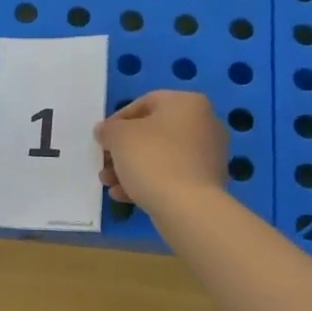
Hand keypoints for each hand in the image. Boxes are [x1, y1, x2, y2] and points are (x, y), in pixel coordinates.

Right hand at [95, 91, 228, 209]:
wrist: (188, 207)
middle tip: (104, 164)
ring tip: (109, 184)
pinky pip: (172, 176)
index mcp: (187, 103)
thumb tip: (106, 131)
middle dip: (123, 150)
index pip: (145, 103)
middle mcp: (204, 124)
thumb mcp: (118, 136)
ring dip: (131, 168)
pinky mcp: (207, 182)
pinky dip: (148, 182)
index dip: (118, 120)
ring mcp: (209, 155)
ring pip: (161, 157)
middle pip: (153, 133)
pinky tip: (125, 196)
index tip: (102, 139)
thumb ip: (108, 129)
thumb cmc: (152, 159)